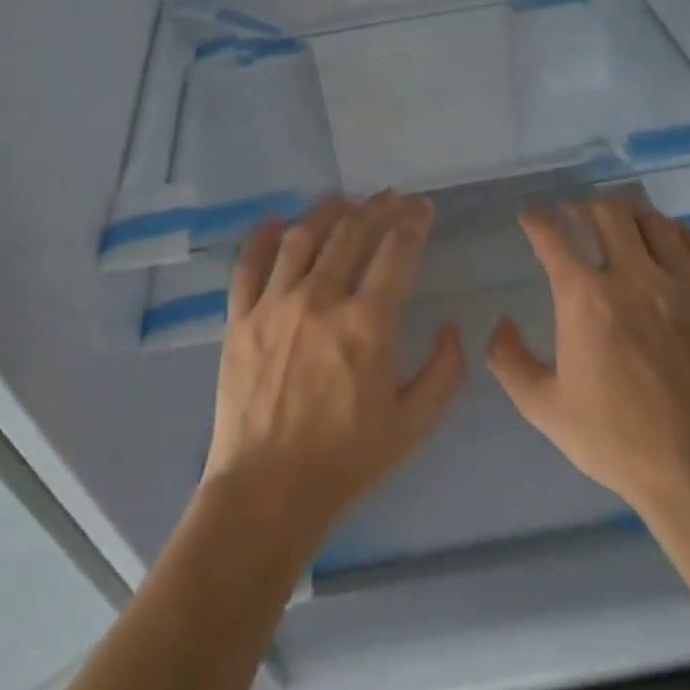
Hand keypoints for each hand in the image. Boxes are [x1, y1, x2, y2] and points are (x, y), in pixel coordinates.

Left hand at [204, 193, 466, 552]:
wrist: (267, 491)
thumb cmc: (346, 460)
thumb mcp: (414, 423)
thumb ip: (444, 371)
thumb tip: (450, 327)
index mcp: (367, 324)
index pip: (395, 252)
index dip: (412, 221)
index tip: (422, 208)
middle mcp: (320, 300)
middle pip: (351, 234)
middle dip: (376, 208)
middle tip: (390, 197)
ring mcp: (273, 305)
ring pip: (302, 238)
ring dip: (327, 212)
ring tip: (343, 200)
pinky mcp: (239, 319)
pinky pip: (248, 265)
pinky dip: (262, 237)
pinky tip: (276, 221)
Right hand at [487, 195, 689, 522]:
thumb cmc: (615, 440)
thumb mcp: (544, 407)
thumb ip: (510, 361)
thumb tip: (499, 325)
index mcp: (586, 299)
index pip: (554, 238)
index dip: (537, 220)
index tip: (530, 218)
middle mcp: (635, 280)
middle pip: (609, 214)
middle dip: (585, 206)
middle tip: (574, 214)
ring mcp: (683, 290)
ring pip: (657, 224)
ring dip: (631, 213)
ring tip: (619, 219)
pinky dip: (681, 235)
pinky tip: (671, 236)